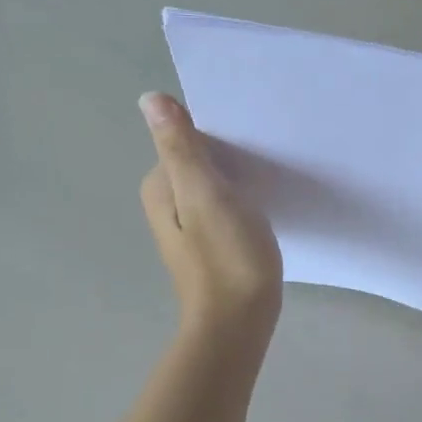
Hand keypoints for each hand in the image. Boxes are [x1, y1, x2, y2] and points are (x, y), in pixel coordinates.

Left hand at [140, 93, 282, 344]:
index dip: (222, 138)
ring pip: (216, 185)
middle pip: (202, 162)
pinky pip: (226, 207)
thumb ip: (180, 147)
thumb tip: (149, 99)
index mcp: (160, 187)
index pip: (189, 140)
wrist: (239, 323)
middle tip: (269, 158)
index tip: (254, 141)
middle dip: (232, 157)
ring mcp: (189, 227)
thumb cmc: (226, 257)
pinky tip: (265, 207)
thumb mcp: (205, 194)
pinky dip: (243, 201)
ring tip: (272, 179)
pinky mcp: (212, 244)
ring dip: (240, 179)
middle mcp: (167, 204)